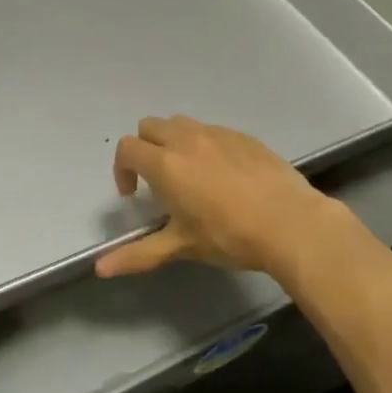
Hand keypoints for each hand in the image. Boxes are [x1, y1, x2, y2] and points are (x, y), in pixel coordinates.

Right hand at [95, 116, 362, 284]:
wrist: (291, 223)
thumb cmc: (229, 236)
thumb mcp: (181, 247)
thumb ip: (138, 254)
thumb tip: (100, 269)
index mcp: (165, 163)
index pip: (127, 148)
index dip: (122, 169)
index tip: (133, 194)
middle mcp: (186, 139)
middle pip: (150, 127)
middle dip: (145, 148)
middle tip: (157, 180)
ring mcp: (217, 133)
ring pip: (181, 123)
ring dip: (173, 141)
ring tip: (188, 173)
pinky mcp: (243, 136)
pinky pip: (212, 131)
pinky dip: (205, 145)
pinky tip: (224, 175)